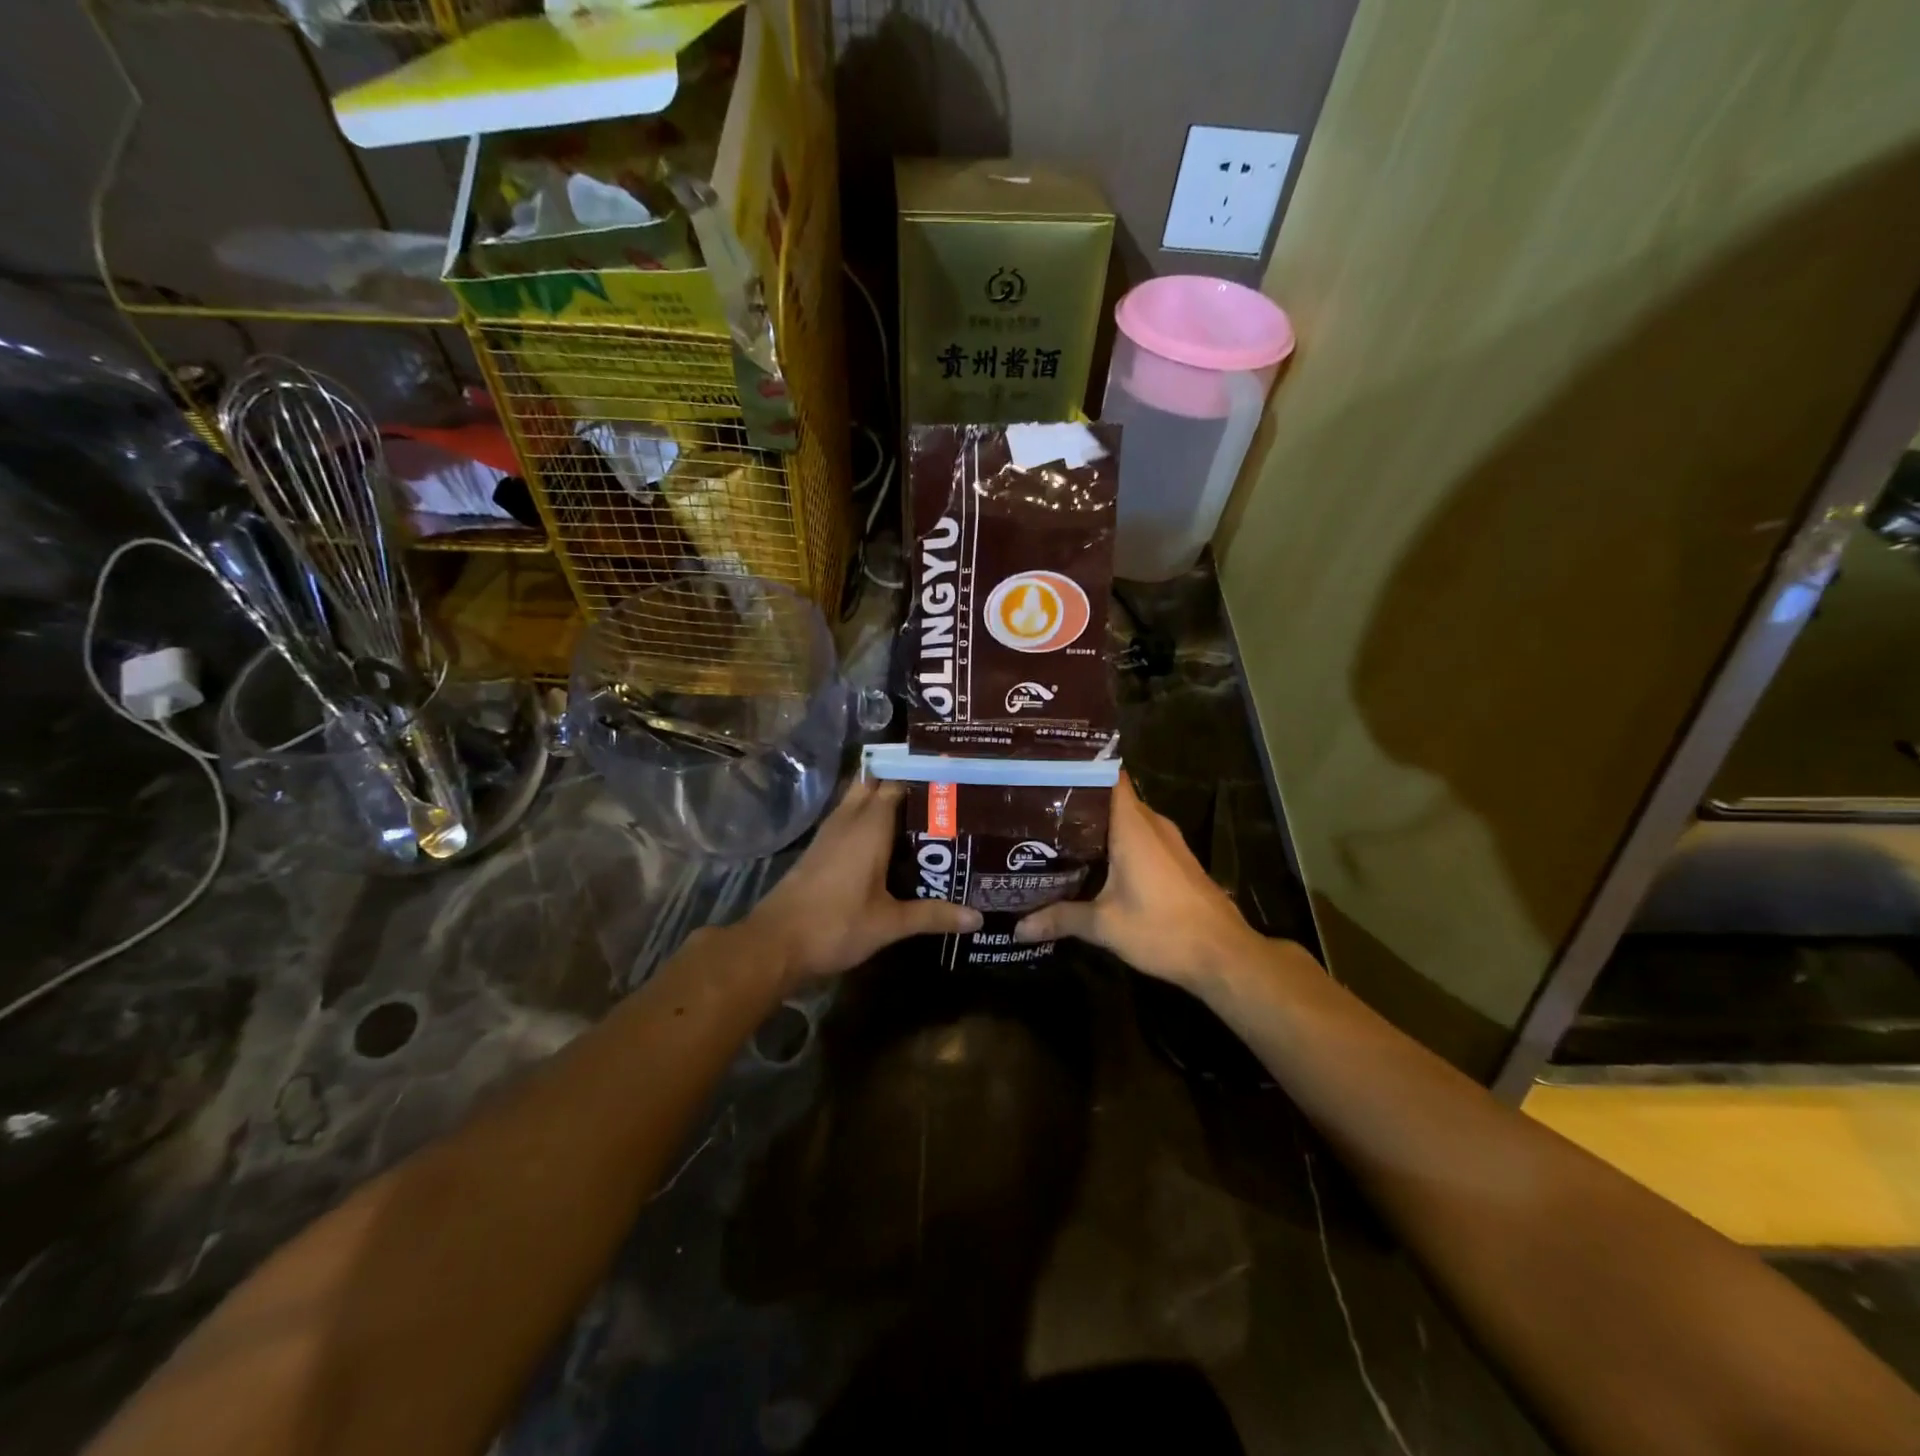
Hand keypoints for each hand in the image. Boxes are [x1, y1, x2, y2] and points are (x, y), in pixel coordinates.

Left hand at [741, 779, 981, 986]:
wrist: (775, 944)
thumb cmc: (835, 926)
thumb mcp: (889, 924)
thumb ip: (933, 915)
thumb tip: (978, 918)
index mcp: (869, 826)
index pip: (898, 783)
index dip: (923, 777)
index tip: (954, 779)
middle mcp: (849, 820)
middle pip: (876, 784)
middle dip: (904, 782)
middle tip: (941, 794)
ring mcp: (830, 833)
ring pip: (859, 800)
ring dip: (885, 800)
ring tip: (923, 812)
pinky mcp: (819, 848)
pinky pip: (849, 818)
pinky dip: (869, 818)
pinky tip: (889, 840)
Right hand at [1014, 776, 1281, 989]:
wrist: (1224, 956)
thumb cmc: (1163, 930)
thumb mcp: (1105, 926)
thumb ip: (1061, 919)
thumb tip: (1018, 927)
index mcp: (1133, 826)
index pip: (1108, 775)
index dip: (1079, 768)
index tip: (1047, 770)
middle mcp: (1152, 824)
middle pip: (1112, 796)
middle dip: (1079, 801)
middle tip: (1038, 807)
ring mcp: (1169, 841)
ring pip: (1127, 819)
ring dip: (1098, 824)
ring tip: (1056, 832)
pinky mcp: (1176, 859)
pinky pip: (1140, 836)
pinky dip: (1117, 841)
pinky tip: (1093, 860)